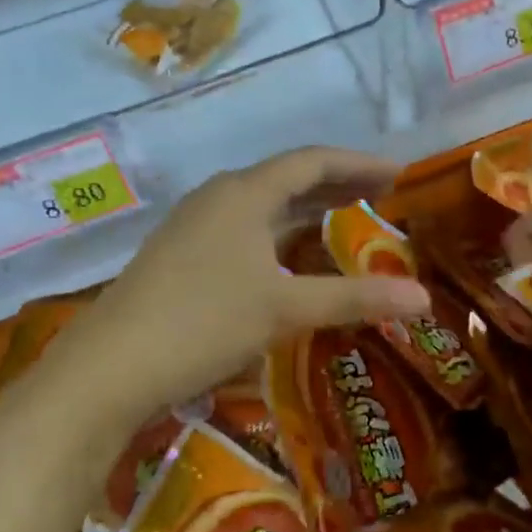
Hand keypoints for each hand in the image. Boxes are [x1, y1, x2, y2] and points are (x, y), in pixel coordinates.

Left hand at [39, 148, 430, 420]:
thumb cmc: (203, 323)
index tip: (399, 175)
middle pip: (287, 178)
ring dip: (305, 209)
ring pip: (261, 205)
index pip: (313, 162)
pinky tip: (285, 259)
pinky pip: (242, 228)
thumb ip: (355, 298)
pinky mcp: (178, 255)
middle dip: (336, 185)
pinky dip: (277, 232)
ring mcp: (192, 226)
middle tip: (380, 195)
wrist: (107, 369)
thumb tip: (424, 298)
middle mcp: (217, 197)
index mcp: (244, 193)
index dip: (360, 165)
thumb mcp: (286, 309)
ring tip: (342, 220)